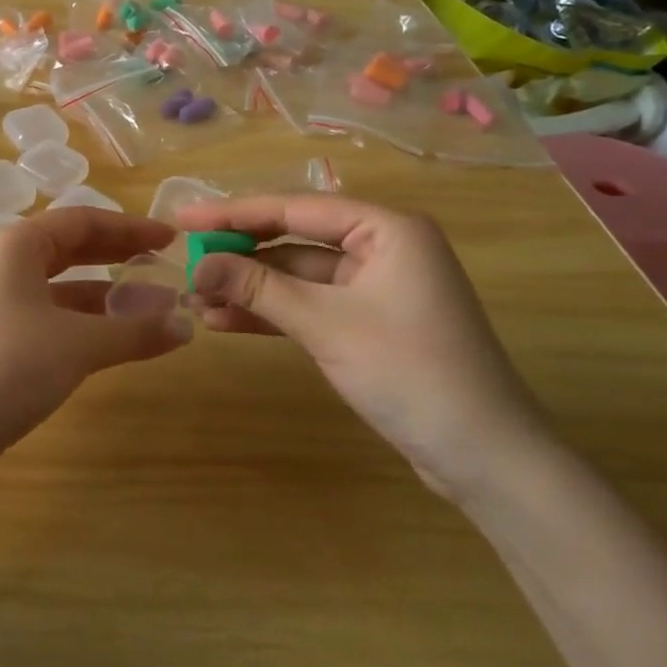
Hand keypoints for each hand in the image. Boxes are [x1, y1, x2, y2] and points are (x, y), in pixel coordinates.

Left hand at [0, 209, 191, 469]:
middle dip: (119, 256)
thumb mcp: (77, 345)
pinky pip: (52, 317)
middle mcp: (4, 266)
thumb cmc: (6, 366)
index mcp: (17, 246)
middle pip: (71, 249)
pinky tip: (116, 340)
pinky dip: (86, 324)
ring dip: (107, 296)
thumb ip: (134, 332)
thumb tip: (187, 327)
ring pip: (62, 288)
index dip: (130, 228)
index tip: (170, 239)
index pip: (82, 221)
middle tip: (165, 265)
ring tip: (154, 309)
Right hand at [175, 195, 551, 501]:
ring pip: (297, 276)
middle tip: (186, 261)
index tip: (183, 219)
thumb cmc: (409, 373)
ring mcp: (375, 287)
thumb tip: (195, 264)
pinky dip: (272, 313)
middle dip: (240, 255)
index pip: (295, 208)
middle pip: (294, 240)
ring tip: (196, 301)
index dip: (234, 212)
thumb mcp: (325, 324)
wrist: (483, 458)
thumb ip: (258, 288)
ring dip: (250, 289)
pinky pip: (309, 305)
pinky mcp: (368, 322)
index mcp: (386, 229)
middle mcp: (382, 247)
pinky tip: (226, 322)